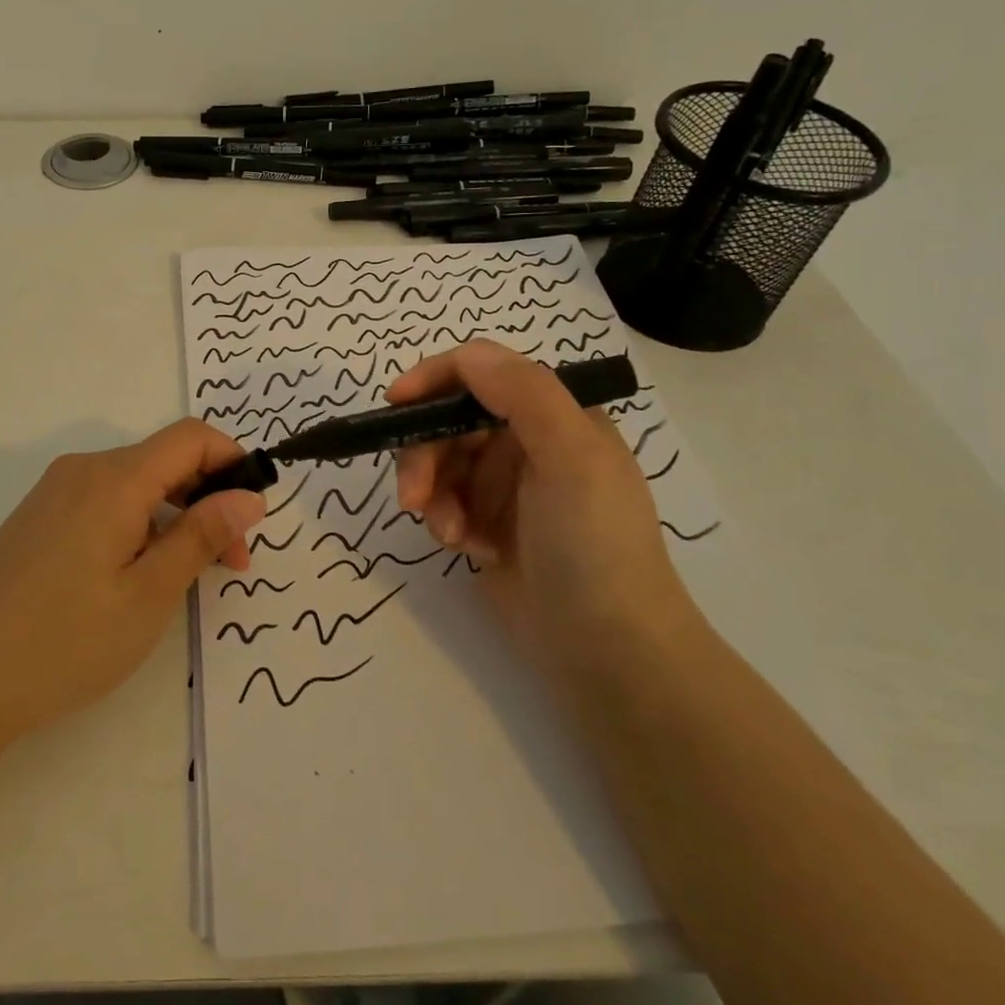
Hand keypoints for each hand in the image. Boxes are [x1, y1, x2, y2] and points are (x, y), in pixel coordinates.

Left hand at [0, 420, 265, 740]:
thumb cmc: (67, 640)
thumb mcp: (150, 593)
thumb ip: (202, 535)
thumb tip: (249, 496)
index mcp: (113, 478)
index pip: (191, 437)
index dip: (232, 462)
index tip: (252, 515)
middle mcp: (83, 469)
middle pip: (164, 459)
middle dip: (208, 498)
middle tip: (229, 563)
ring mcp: (56, 491)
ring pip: (136, 481)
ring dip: (175, 514)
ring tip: (186, 574)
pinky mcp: (40, 515)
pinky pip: (106, 499)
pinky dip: (139, 521)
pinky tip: (137, 572)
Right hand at [388, 339, 688, 647]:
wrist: (608, 651)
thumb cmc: (595, 545)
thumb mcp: (571, 458)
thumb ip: (524, 394)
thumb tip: (468, 353)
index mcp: (555, 414)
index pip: (483, 371)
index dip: (434, 379)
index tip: (396, 404)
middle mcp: (527, 441)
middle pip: (448, 419)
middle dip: (424, 454)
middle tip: (413, 498)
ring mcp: (505, 485)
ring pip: (438, 462)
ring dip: (432, 495)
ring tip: (450, 534)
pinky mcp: (487, 523)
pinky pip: (443, 502)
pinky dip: (444, 521)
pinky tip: (468, 549)